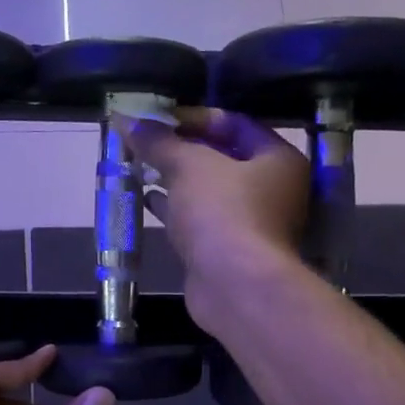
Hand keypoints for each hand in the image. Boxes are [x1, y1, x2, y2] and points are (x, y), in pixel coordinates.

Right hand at [127, 108, 309, 323]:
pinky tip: (148, 200)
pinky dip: (177, 209)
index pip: (235, 124)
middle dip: (181, 150)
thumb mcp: (188, 166)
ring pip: (210, 192)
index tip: (158, 119)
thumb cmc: (222, 213)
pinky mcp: (230, 251)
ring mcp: (252, 223)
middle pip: (222, 158)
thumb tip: (126, 120)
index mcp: (278, 159)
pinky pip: (201, 220)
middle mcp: (273, 189)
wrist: (234, 286)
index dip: (194, 118)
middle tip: (146, 142)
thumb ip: (159, 142)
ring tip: (140, 166)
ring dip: (176, 180)